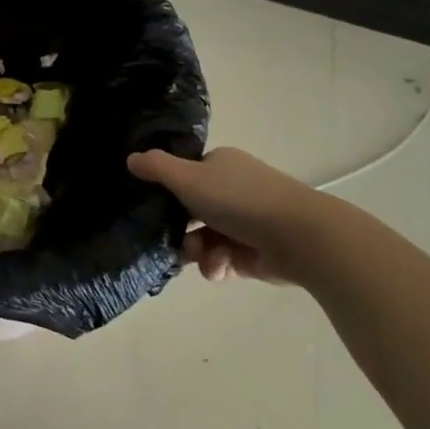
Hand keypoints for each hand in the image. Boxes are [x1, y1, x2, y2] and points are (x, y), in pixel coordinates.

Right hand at [127, 146, 332, 284]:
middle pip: (193, 211)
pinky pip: (226, 259)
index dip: (169, 193)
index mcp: (221, 165)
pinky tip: (221, 270)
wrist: (299, 236)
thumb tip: (131, 158)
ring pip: (207, 238)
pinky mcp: (257, 251)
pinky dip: (219, 265)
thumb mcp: (188, 178)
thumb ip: (156, 168)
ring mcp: (247, 221)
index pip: (186, 176)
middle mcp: (234, 189)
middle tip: (173, 243)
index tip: (155, 211)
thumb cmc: (239, 199)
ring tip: (203, 261)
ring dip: (198, 252)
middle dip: (181, 230)